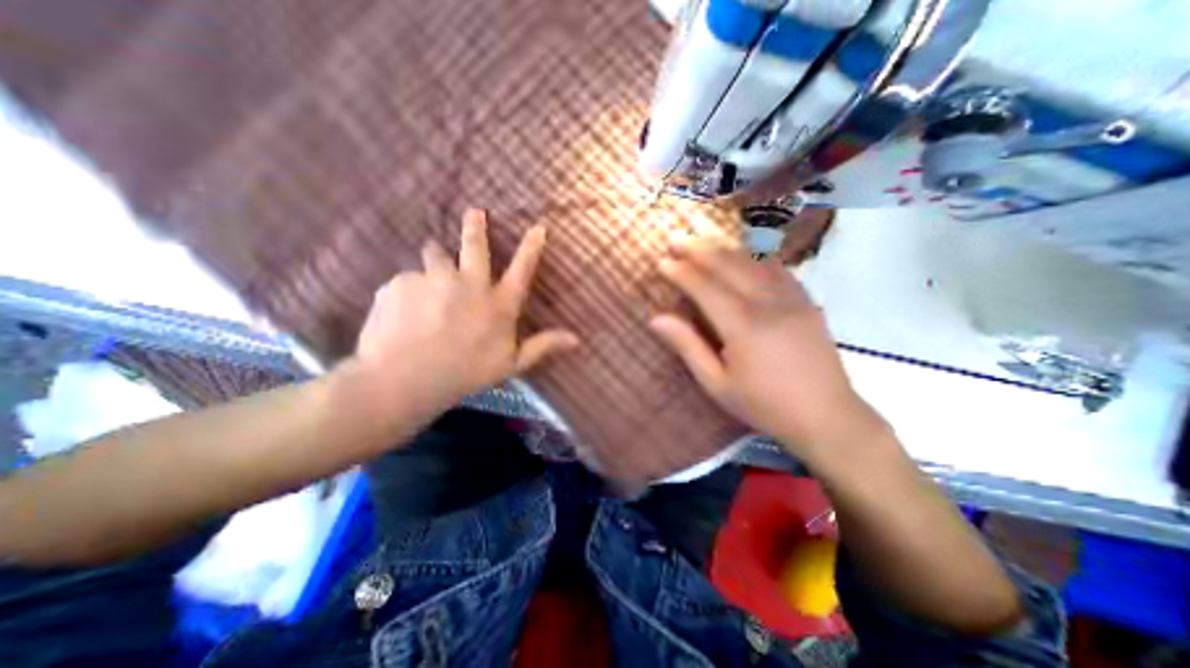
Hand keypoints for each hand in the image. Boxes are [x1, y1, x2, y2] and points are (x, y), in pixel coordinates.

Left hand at [349, 210, 577, 414]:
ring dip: (435, 259)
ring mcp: (434, 279)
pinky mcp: (401, 283)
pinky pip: (406, 282)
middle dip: (476, 226)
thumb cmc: (465, 373)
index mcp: (498, 304)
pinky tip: (404, 315)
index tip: (538, 227)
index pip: (522, 270)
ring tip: (429, 278)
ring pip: (435, 256)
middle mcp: (469, 284)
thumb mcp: (511, 363)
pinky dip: (408, 293)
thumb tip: (577, 339)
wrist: (404, 379)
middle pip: (474, 246)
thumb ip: (543, 346)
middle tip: (475, 212)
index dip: (532, 248)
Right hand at [651, 237, 880, 460]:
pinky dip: (755, 256)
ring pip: (753, 261)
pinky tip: (745, 253)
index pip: (706, 288)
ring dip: (725, 247)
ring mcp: (792, 299)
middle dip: (700, 249)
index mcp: (744, 327)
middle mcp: (769, 304)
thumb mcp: (717, 384)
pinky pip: (778, 268)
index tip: (663, 261)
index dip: (682, 273)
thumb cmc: (764, 405)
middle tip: (676, 237)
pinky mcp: (807, 301)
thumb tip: (657, 319)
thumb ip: (688, 347)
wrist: (827, 417)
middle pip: (729, 266)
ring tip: (703, 238)